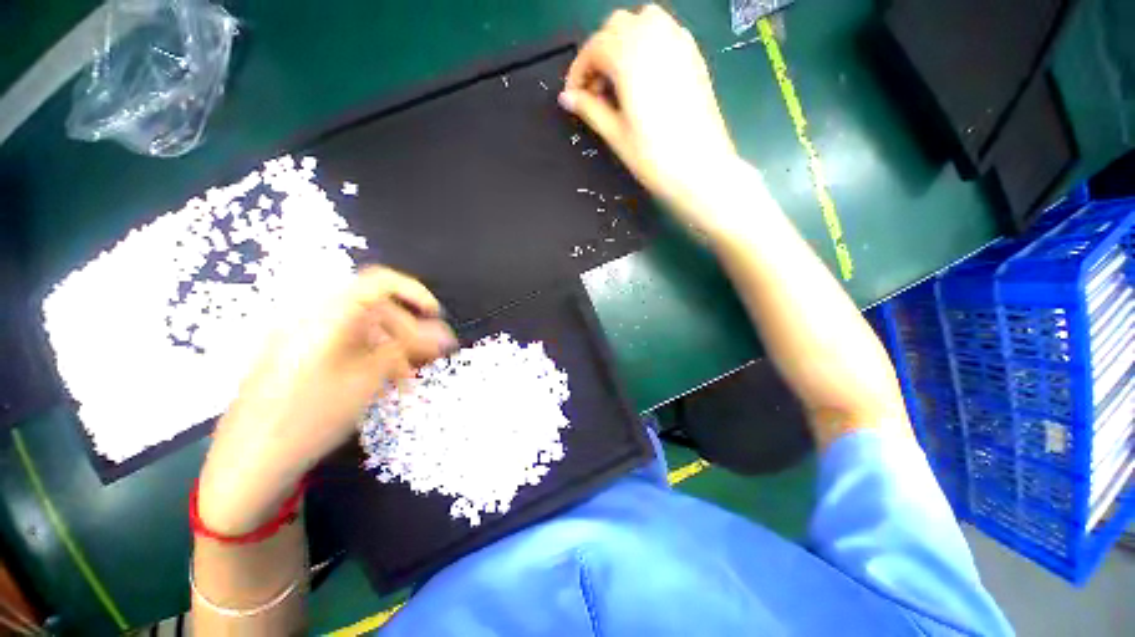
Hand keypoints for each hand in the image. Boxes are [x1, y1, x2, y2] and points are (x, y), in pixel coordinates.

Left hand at [197, 267, 456, 534]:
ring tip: (407, 380)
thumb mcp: (366, 380)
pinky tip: (383, 383)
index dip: (413, 292)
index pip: (378, 282)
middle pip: (374, 309)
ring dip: (392, 349)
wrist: (249, 463)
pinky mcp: (302, 355)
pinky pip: (347, 345)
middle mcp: (314, 318)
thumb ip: (407, 348)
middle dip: (407, 330)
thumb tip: (445, 333)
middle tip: (427, 358)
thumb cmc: (309, 417)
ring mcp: (305, 337)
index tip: (436, 315)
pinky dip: (371, 358)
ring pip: (364, 330)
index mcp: (326, 316)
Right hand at [561, 5, 739, 233]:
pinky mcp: (694, 55)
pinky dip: (648, 42)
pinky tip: (644, 76)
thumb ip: (590, 109)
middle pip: (616, 26)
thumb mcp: (616, 135)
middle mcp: (655, 38)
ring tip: (619, 80)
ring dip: (624, 41)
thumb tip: (567, 98)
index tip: (574, 96)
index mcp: (630, 57)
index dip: (578, 71)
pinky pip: (666, 31)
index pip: (594, 47)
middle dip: (599, 53)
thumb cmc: (654, 157)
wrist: (700, 169)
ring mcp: (679, 43)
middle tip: (595, 90)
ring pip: (643, 20)